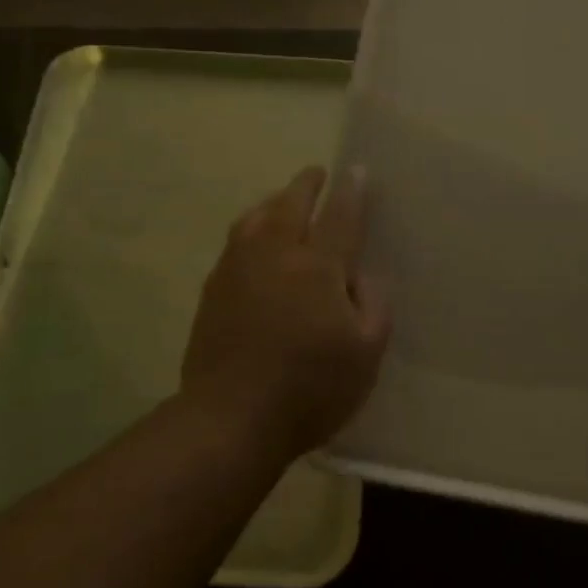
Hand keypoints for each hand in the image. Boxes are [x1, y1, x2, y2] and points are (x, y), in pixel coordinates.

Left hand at [181, 165, 390, 462]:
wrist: (232, 417)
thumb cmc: (310, 387)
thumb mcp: (366, 354)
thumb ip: (374, 306)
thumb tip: (365, 276)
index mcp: (318, 266)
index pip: (340, 216)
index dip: (351, 191)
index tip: (356, 170)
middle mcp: (275, 254)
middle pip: (291, 204)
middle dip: (307, 184)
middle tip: (317, 173)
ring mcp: (237, 269)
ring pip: (255, 218)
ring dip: (274, 201)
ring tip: (283, 199)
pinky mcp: (213, 290)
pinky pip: (234, 242)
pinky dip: (250, 228)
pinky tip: (252, 241)